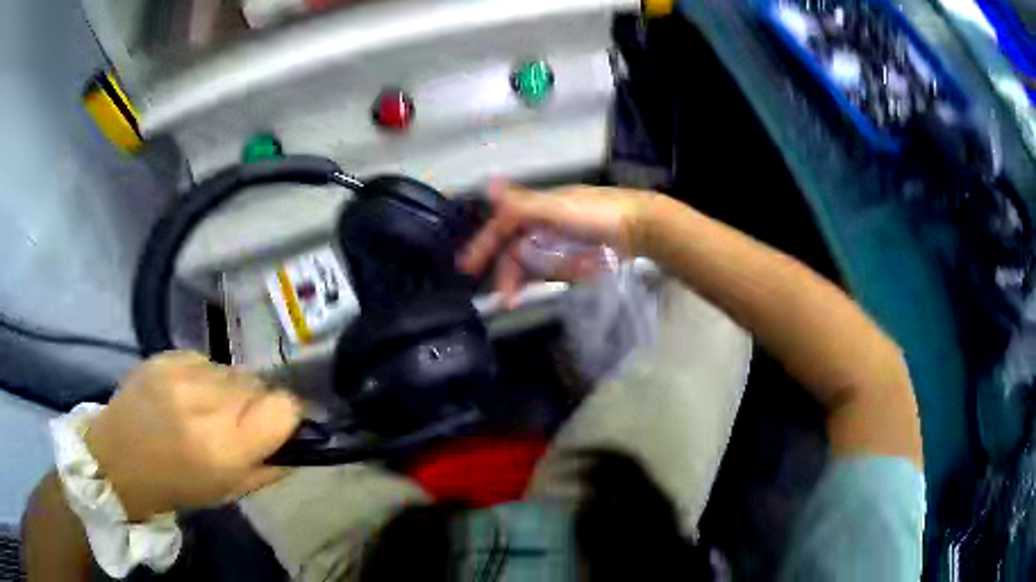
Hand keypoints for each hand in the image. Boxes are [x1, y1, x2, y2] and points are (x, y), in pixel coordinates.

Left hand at [85, 352, 301, 521]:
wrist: (117, 460)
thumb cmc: (176, 487)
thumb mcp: (228, 492)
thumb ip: (269, 467)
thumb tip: (296, 441)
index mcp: (225, 449)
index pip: (283, 407)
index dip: (285, 416)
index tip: (274, 427)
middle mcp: (205, 405)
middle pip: (258, 385)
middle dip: (254, 404)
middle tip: (232, 424)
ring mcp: (181, 375)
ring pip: (231, 371)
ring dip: (228, 390)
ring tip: (204, 408)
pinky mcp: (164, 356)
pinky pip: (205, 360)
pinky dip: (204, 377)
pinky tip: (185, 395)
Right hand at [458, 180, 656, 302]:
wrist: (640, 228)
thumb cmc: (598, 214)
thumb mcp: (558, 207)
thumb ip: (523, 203)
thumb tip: (488, 184)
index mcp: (537, 208)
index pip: (501, 226)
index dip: (483, 245)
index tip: (466, 268)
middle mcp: (543, 224)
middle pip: (514, 249)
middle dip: (504, 271)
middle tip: (503, 297)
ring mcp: (559, 243)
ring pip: (528, 263)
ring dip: (518, 280)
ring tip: (512, 301)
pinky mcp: (573, 258)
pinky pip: (547, 270)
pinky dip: (536, 281)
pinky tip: (528, 292)